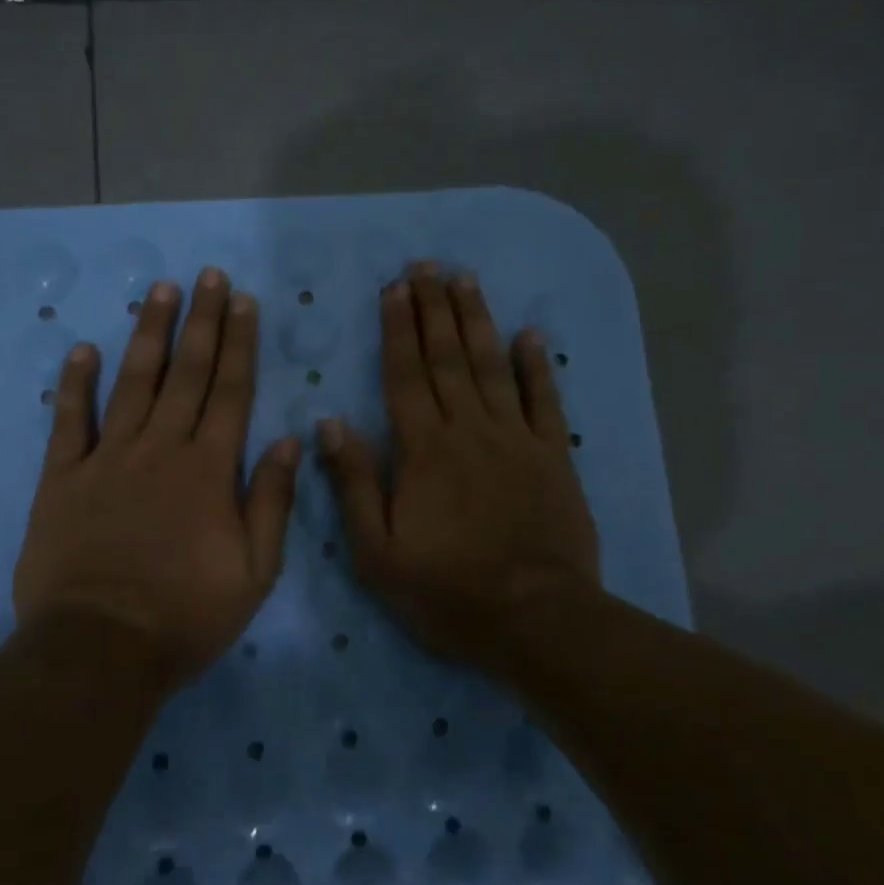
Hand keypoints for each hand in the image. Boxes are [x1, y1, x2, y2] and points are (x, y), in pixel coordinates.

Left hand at [13, 268, 300, 686]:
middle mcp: (161, 449)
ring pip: (132, 383)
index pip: (230, 391)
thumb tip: (290, 440)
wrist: (100, 650)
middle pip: (186, 373)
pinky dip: (74, 384)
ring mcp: (108, 459)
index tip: (243, 301)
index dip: (239, 343)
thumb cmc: (187, 616)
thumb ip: (272, 501)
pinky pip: (69, 421)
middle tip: (208, 276)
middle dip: (201, 321)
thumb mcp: (255, 572)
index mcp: (209, 470)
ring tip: (160, 291)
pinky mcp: (62, 479)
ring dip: (148, 334)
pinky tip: (82, 349)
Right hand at [317, 263, 598, 671]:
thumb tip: (330, 423)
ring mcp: (516, 439)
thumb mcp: (377, 550)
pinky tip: (530, 334)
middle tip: (426, 265)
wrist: (535, 619)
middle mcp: (469, 430)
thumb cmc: (446, 590)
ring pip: (492, 366)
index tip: (394, 288)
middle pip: (447, 357)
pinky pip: (544, 400)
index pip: (405, 375)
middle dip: (434, 308)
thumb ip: (354, 483)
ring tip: (465, 279)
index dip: (398, 329)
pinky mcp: (553, 456)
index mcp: (423, 450)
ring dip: (477, 320)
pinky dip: (536, 366)